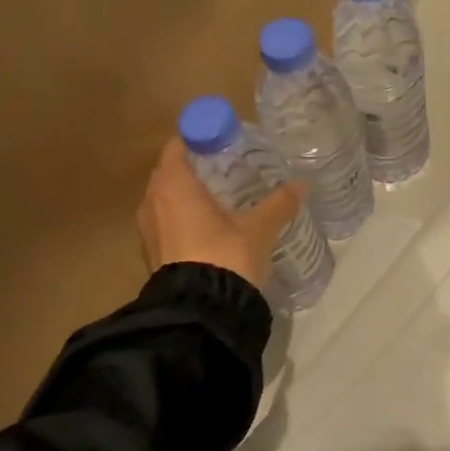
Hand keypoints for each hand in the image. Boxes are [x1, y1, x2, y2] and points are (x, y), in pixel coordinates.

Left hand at [138, 137, 304, 293]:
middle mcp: (152, 201)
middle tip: (227, 168)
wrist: (200, 312)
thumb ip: (279, 203)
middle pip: (170, 172)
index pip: (178, 146)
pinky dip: (183, 219)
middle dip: (195, 167)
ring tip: (220, 198)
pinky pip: (166, 223)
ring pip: (166, 200)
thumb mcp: (259, 228)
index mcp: (174, 184)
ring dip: (187, 196)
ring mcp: (148, 230)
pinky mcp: (151, 254)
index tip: (222, 141)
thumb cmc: (225, 255)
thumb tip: (302, 184)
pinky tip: (209, 228)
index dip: (198, 139)